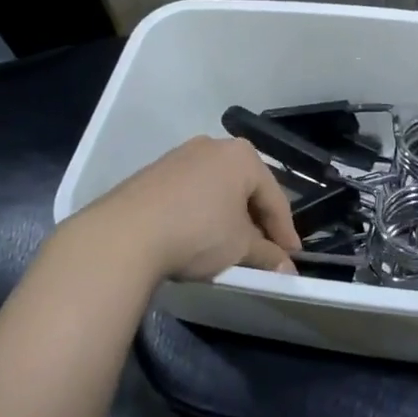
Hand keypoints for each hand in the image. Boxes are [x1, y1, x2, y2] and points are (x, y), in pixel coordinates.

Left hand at [73, 135, 301, 284]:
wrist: (125, 234)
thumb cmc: (197, 232)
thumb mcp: (240, 248)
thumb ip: (268, 256)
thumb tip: (287, 269)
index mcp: (242, 156)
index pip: (275, 197)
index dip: (286, 232)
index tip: (292, 259)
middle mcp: (213, 146)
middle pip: (246, 188)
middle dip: (256, 221)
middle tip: (264, 252)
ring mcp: (180, 156)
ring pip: (217, 189)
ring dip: (228, 217)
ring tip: (230, 247)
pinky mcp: (154, 172)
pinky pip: (191, 192)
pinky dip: (201, 213)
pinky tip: (197, 236)